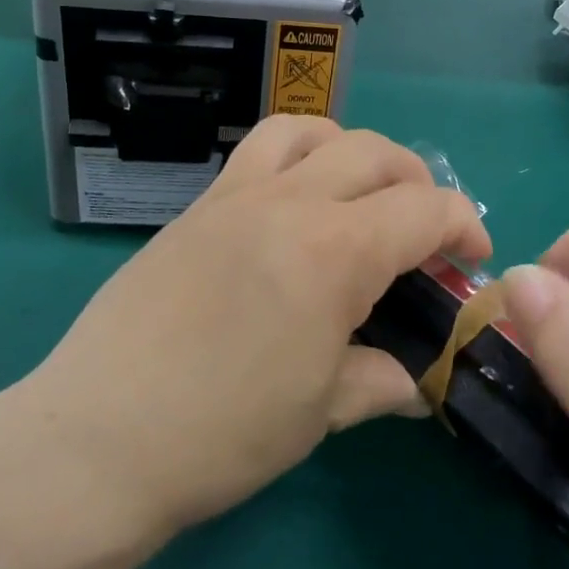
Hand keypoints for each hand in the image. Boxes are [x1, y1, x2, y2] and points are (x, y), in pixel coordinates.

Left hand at [0, 118, 489, 568]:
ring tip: (357, 195)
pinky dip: (297, 155)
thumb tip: (417, 381)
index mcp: (334, 252)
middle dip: (418, 183)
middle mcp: (290, 201)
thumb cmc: (222, 434)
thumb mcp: (321, 412)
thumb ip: (380, 379)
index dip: (465, 226)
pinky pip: (259, 149)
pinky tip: (293, 206)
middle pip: (377, 154)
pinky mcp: (198, 205)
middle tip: (422, 232)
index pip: (425, 209)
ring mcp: (237, 195)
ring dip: (352, 152)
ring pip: (312, 130)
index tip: (473, 260)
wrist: (96, 438)